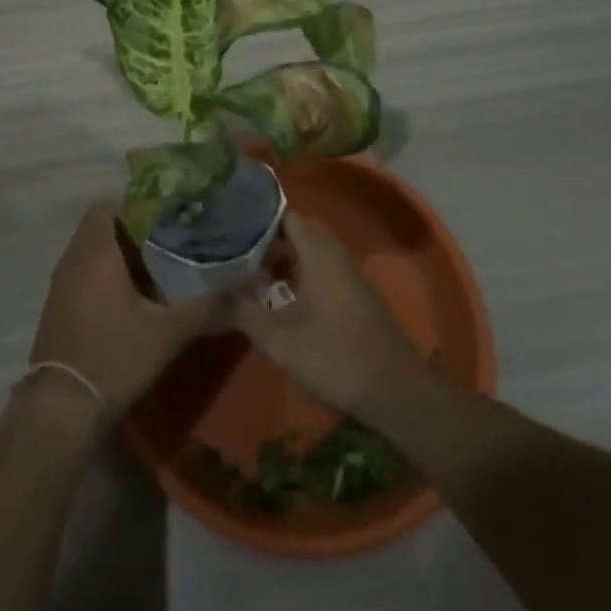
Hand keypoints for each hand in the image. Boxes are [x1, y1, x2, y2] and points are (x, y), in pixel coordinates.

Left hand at [29, 203, 225, 414]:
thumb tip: (249, 284)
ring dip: (122, 254)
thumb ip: (208, 305)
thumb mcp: (168, 332)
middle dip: (135, 230)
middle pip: (103, 226)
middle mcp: (73, 258)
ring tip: (160, 266)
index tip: (168, 216)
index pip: (108, 205)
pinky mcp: (59, 305)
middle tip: (172, 241)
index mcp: (96, 251)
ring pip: (93, 250)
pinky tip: (135, 297)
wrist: (62, 407)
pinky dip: (107, 274)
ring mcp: (62, 283)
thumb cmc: (114, 356)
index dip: (138, 205)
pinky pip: (84, 272)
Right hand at [229, 214, 427, 423]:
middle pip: (300, 231)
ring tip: (254, 272)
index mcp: (319, 255)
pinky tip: (284, 297)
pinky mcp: (357, 296)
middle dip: (270, 237)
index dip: (259, 217)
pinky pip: (324, 268)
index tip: (232, 225)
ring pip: (313, 251)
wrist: (398, 394)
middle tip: (239, 249)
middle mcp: (336, 256)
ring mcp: (350, 276)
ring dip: (286, 256)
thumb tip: (212, 295)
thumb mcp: (281, 342)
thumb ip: (245, 314)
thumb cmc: (338, 360)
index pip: (287, 216)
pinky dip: (302, 271)